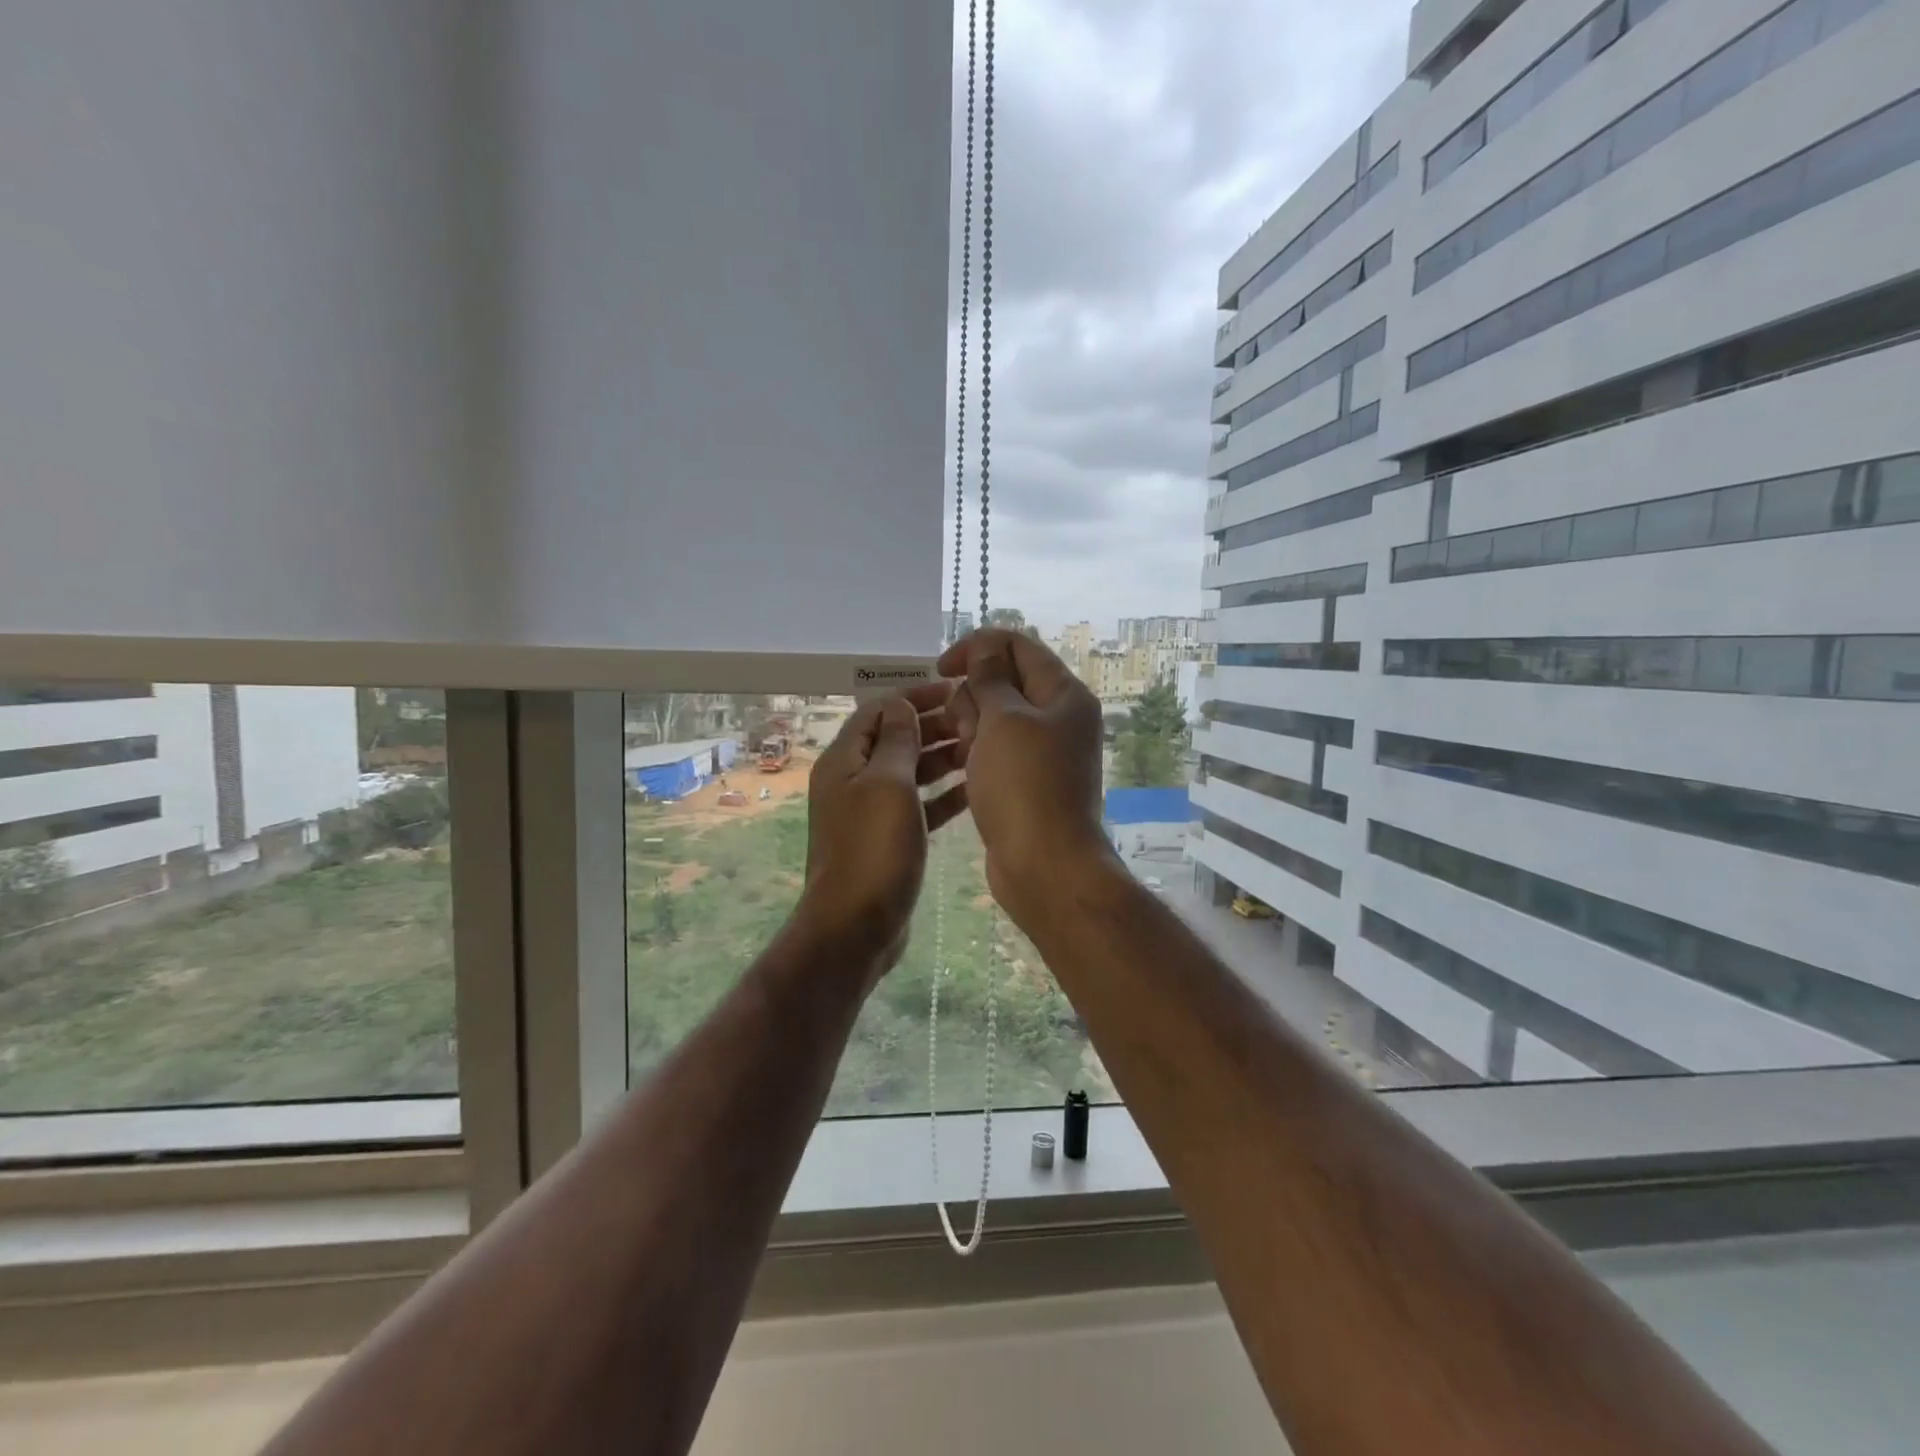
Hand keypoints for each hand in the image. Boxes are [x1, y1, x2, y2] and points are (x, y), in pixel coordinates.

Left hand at [797, 682, 968, 976]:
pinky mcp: (887, 839)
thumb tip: (900, 703)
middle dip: (934, 726)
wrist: (856, 926)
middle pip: (895, 739)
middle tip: (977, 721)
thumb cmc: (873, 849)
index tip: (957, 690)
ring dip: (942, 759)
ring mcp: (870, 811)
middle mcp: (853, 780)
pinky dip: (942, 795)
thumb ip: (897, 740)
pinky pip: (917, 805)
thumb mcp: (888, 784)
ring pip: (910, 772)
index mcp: (845, 760)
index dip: (916, 696)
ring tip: (982, 750)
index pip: (879, 710)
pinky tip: (974, 790)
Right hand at [937, 630, 1111, 930]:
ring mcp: (1043, 751)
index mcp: (1063, 694)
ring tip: (963, 754)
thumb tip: (985, 647)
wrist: (1045, 866)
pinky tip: (959, 768)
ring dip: (969, 726)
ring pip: (994, 718)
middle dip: (972, 695)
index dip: (977, 647)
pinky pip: (994, 750)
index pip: (1018, 645)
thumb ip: (990, 678)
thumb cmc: (1024, 785)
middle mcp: (1058, 717)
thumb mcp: (1003, 720)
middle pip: (1004, 681)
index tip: (941, 668)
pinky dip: (975, 752)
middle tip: (964, 728)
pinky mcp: (1026, 780)